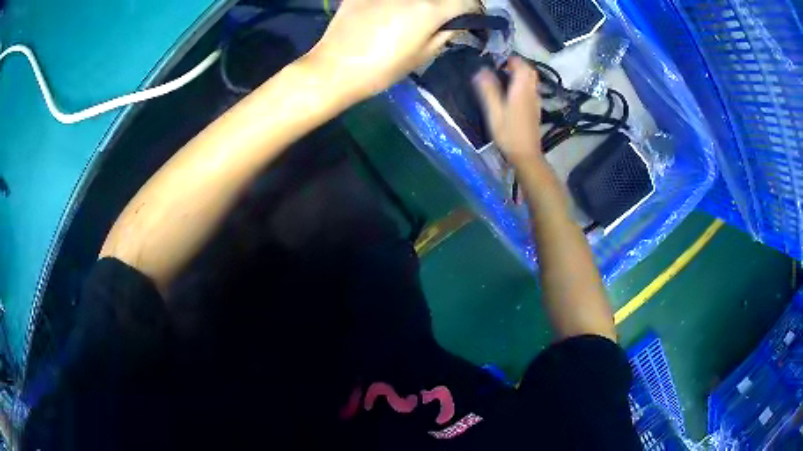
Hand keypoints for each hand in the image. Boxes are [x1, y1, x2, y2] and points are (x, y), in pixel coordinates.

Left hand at [308, 0, 478, 100]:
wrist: (334, 68)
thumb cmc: (381, 69)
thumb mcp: (422, 56)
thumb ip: (445, 35)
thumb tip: (456, 24)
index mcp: (430, 9)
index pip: (467, 1)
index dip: (474, 10)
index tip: (470, 19)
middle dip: (448, 4)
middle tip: (442, 18)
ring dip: (423, 3)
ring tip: (414, 17)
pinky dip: (395, 3)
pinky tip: (387, 13)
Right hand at [473, 57, 542, 165]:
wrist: (526, 155)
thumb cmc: (508, 134)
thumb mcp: (494, 112)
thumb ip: (488, 90)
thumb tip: (480, 71)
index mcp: (521, 90)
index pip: (522, 66)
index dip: (512, 60)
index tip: (499, 61)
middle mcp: (531, 92)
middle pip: (530, 71)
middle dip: (518, 65)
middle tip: (503, 68)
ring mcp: (536, 101)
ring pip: (532, 80)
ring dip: (522, 75)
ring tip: (506, 78)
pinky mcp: (536, 110)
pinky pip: (532, 90)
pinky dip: (524, 85)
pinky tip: (513, 93)